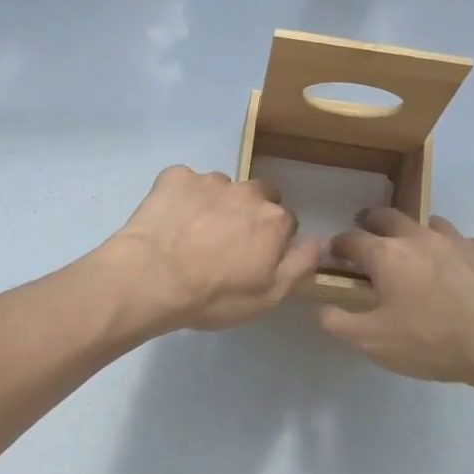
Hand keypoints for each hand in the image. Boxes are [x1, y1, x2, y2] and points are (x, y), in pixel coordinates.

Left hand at [107, 166, 323, 331]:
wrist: (151, 278)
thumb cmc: (214, 295)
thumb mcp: (268, 296)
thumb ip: (300, 265)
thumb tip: (322, 241)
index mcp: (274, 219)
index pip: (285, 221)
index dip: (271, 240)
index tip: (253, 258)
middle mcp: (247, 191)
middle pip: (258, 195)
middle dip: (247, 213)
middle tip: (225, 242)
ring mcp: (209, 180)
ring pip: (221, 188)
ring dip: (214, 204)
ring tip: (191, 233)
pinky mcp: (175, 176)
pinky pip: (185, 182)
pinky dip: (181, 197)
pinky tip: (168, 221)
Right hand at [319, 208, 473, 387]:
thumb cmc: (433, 340)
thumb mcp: (373, 342)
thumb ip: (338, 323)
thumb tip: (319, 307)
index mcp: (387, 255)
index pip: (351, 238)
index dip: (338, 245)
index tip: (335, 254)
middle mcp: (419, 237)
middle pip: (388, 216)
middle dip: (371, 221)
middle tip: (368, 233)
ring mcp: (458, 240)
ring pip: (429, 224)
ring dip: (415, 233)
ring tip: (416, 253)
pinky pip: (463, 243)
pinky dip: (452, 252)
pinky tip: (459, 275)